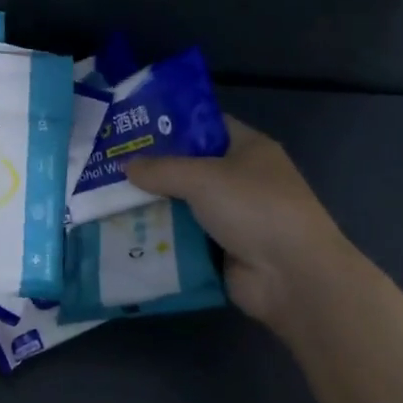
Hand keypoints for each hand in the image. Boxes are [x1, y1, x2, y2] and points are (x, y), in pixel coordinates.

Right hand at [123, 116, 352, 325]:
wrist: (294, 277)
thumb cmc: (254, 208)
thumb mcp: (202, 177)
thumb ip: (161, 169)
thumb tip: (126, 166)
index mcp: (248, 148)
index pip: (204, 126)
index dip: (171, 125)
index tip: (132, 128)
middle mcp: (242, 179)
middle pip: (190, 168)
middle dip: (154, 169)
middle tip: (110, 166)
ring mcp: (234, 217)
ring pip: (184, 205)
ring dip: (154, 206)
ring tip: (108, 200)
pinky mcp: (224, 250)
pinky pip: (185, 238)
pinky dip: (162, 238)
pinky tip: (126, 233)